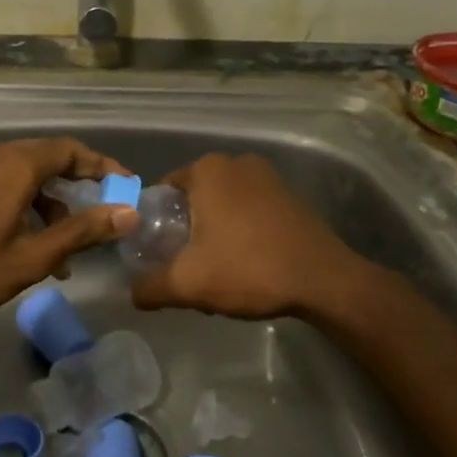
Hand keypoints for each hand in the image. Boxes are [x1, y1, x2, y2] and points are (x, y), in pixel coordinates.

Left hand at [0, 138, 137, 332]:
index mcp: (14, 165)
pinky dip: (26, 202)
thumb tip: (128, 213)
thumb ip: (81, 231)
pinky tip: (32, 241)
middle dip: (79, 183)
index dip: (102, 166)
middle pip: (48, 157)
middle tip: (103, 213)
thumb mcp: (32, 257)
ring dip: (51, 200)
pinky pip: (4, 180)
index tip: (126, 187)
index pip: (70, 150)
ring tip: (67, 246)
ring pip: (25, 171)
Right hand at [131, 153, 362, 319]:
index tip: (160, 254)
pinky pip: (249, 209)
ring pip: (222, 204)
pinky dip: (240, 230)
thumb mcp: (188, 284)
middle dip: (186, 230)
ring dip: (213, 232)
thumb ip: (150, 287)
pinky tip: (245, 262)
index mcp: (206, 170)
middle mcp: (235, 162)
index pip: (163, 191)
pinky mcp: (288, 195)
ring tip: (216, 268)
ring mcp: (267, 176)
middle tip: (185, 265)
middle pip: (193, 198)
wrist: (324, 281)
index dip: (155, 224)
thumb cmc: (248, 269)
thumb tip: (132, 294)